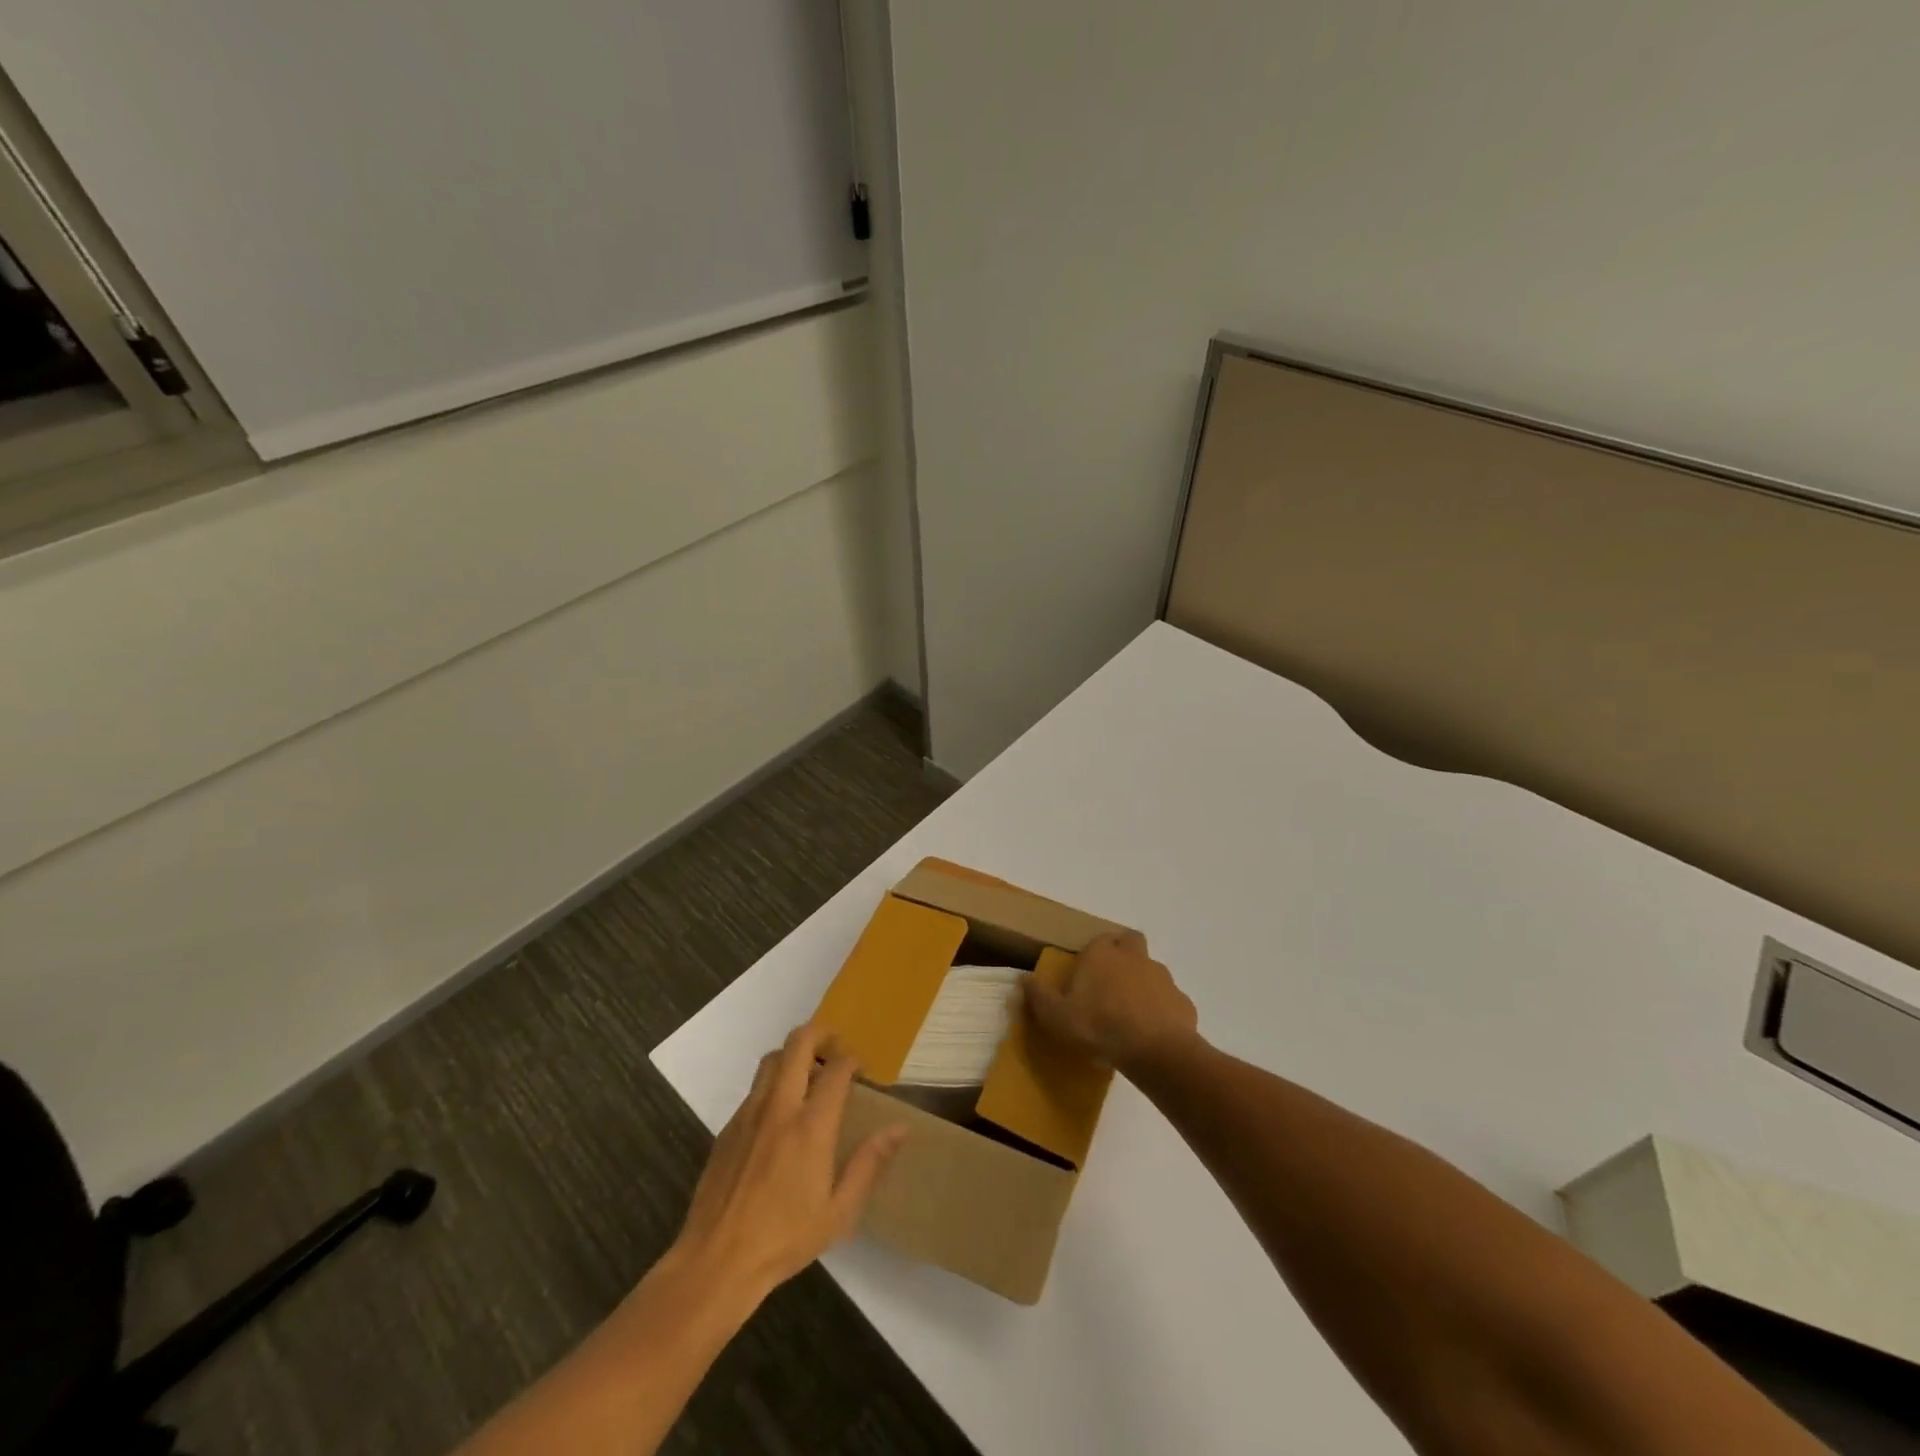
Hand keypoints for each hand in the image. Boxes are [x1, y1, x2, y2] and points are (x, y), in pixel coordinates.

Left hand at [671, 1022, 905, 1303]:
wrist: (716, 1262)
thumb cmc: (785, 1239)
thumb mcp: (839, 1211)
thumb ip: (869, 1163)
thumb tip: (899, 1128)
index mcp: (810, 1126)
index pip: (836, 1068)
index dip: (852, 1058)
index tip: (860, 1067)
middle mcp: (779, 1107)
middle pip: (798, 1043)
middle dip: (821, 1033)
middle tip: (835, 1047)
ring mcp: (749, 1114)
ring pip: (772, 1059)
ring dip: (794, 1055)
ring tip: (809, 1075)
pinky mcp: (728, 1127)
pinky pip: (754, 1088)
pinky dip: (773, 1084)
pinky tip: (780, 1115)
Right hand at [1024, 929, 1198, 1072]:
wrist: (1155, 1051)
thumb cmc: (1099, 1026)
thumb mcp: (1056, 1016)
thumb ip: (1039, 996)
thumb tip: (1023, 978)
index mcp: (1102, 954)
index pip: (1099, 939)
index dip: (1093, 952)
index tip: (1085, 972)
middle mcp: (1134, 957)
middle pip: (1130, 942)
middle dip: (1123, 954)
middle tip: (1110, 981)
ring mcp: (1162, 977)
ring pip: (1151, 970)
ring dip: (1142, 983)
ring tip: (1130, 1012)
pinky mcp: (1182, 1002)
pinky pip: (1169, 1000)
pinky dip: (1161, 1010)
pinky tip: (1152, 1032)